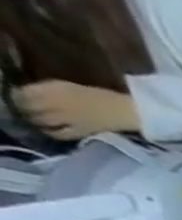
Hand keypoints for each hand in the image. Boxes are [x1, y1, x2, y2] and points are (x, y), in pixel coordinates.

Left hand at [13, 81, 138, 138]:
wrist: (128, 112)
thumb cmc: (99, 96)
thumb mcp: (67, 86)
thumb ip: (45, 89)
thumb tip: (24, 93)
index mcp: (53, 90)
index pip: (22, 93)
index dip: (16, 95)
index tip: (15, 97)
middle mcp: (56, 104)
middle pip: (28, 107)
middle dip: (22, 108)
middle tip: (21, 109)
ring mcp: (68, 120)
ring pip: (40, 120)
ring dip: (33, 120)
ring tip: (32, 119)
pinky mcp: (79, 132)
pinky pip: (58, 133)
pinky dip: (50, 132)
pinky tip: (48, 131)